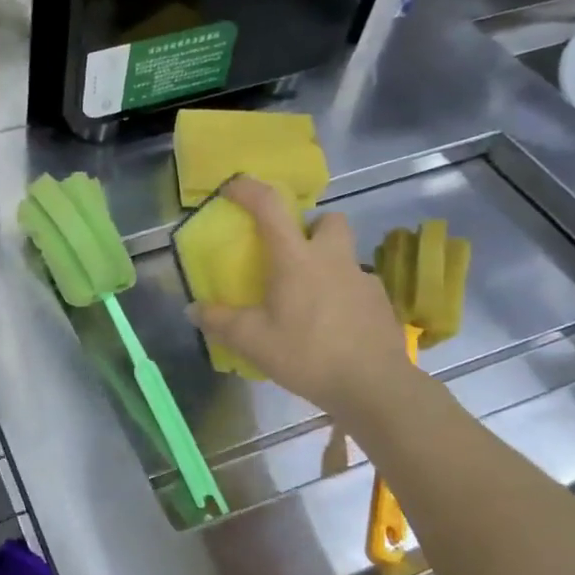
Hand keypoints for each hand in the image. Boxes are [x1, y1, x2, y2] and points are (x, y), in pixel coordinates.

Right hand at [187, 176, 413, 421]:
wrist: (374, 386)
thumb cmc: (307, 354)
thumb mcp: (252, 341)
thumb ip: (220, 322)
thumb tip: (193, 309)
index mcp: (296, 259)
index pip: (270, 207)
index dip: (249, 190)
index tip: (233, 187)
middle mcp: (332, 259)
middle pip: (329, 220)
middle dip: (311, 227)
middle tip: (292, 254)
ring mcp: (362, 280)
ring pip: (345, 255)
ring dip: (327, 265)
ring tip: (309, 299)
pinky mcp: (381, 304)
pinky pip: (358, 287)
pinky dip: (343, 296)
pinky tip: (333, 325)